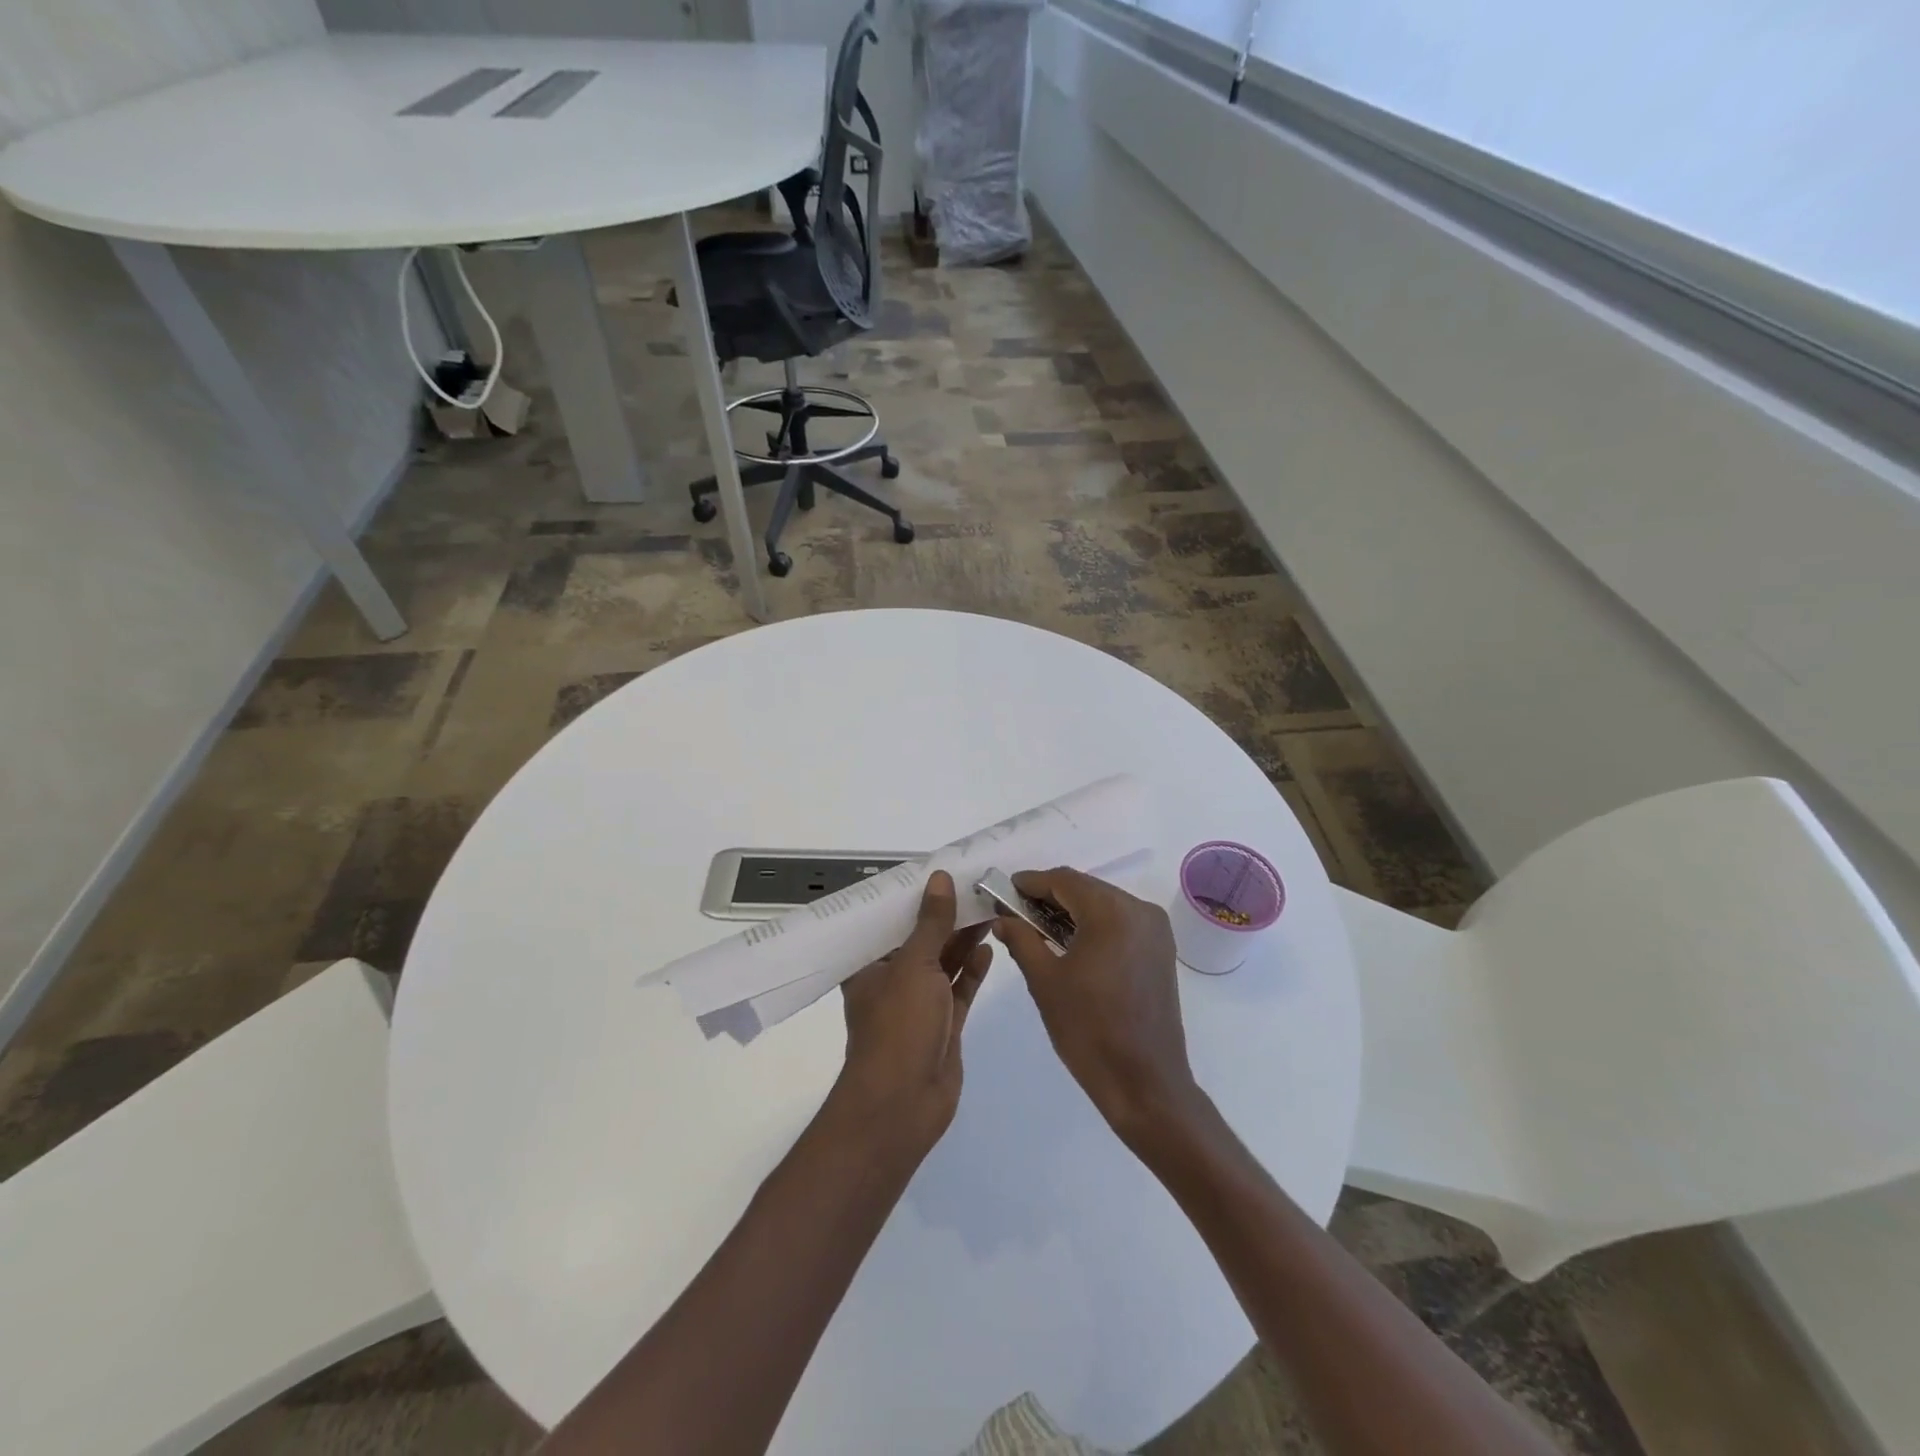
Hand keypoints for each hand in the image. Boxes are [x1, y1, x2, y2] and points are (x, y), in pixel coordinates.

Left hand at [837, 871, 992, 1154]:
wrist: (904, 1104)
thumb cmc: (898, 1027)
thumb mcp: (914, 965)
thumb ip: (931, 923)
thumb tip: (938, 878)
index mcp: (870, 965)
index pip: (889, 921)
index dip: (911, 897)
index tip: (937, 871)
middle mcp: (892, 981)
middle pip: (921, 940)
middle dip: (945, 916)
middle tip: (974, 885)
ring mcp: (919, 1004)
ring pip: (944, 963)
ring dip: (963, 939)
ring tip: (988, 907)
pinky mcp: (944, 1024)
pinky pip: (960, 989)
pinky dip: (973, 969)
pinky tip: (989, 946)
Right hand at [991, 867, 1200, 1146]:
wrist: (1145, 1082)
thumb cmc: (1089, 1030)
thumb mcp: (1045, 982)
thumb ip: (1022, 940)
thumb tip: (1003, 919)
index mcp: (1112, 912)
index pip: (1064, 880)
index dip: (1032, 882)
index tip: (1005, 890)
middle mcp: (1139, 910)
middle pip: (1086, 888)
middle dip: (1050, 896)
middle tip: (1016, 911)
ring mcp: (1156, 929)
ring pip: (1104, 903)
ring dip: (1072, 910)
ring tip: (1038, 928)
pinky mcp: (1161, 949)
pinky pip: (1121, 921)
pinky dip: (1094, 924)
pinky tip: (1070, 942)